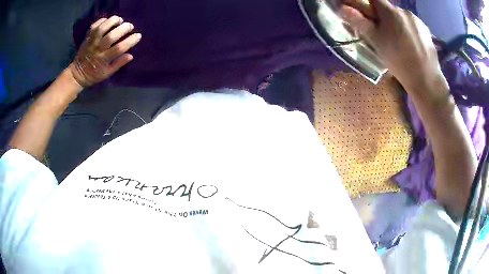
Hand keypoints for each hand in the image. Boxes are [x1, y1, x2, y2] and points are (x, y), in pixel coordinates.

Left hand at [69, 15, 141, 87]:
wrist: (77, 73)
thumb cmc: (94, 74)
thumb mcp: (107, 73)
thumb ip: (118, 64)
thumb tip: (131, 55)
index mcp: (104, 59)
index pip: (119, 48)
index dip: (130, 41)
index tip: (138, 36)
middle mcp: (98, 49)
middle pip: (111, 36)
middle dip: (123, 28)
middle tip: (130, 26)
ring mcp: (92, 42)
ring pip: (102, 28)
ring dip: (113, 21)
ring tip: (120, 20)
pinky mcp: (87, 37)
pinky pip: (94, 25)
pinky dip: (103, 20)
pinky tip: (109, 21)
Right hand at [341, 0, 444, 90]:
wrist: (426, 80)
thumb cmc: (399, 61)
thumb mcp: (376, 42)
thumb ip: (360, 22)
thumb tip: (342, 8)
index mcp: (390, 12)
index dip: (368, 5)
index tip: (368, 17)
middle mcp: (404, 11)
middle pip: (389, 9)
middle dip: (384, 17)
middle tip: (385, 35)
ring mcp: (417, 21)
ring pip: (402, 17)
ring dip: (398, 24)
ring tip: (400, 43)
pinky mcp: (426, 31)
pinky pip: (413, 25)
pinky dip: (409, 31)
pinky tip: (411, 45)